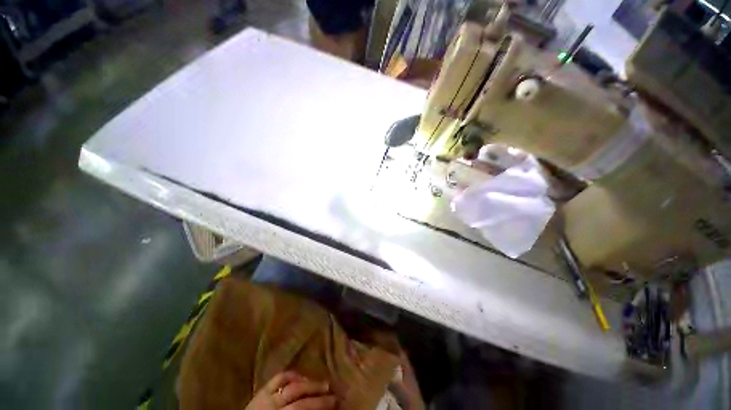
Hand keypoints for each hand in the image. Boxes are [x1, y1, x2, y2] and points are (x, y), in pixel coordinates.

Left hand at [245, 371, 336, 409]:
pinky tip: (301, 376)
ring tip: (322, 382)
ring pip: (292, 386)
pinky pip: (279, 377)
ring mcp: (266, 397)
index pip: (304, 409)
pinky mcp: (261, 390)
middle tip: (334, 392)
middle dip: (319, 395)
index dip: (321, 405)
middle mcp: (274, 406)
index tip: (337, 402)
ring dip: (309, 383)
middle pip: (300, 398)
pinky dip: (292, 375)